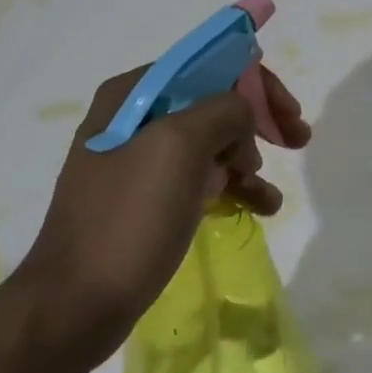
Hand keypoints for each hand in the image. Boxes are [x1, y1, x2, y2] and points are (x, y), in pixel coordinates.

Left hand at [19, 65, 311, 366]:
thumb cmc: (128, 218)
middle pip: (215, 103)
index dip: (256, 84)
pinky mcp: (148, 199)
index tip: (289, 114)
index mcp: (134, 95)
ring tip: (268, 193)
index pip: (209, 66)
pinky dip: (234, 188)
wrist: (74, 306)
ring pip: (213, 144)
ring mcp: (140, 161)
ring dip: (249, 161)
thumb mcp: (179, 147)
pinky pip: (202, 179)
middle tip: (297, 140)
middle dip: (258, 122)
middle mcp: (135, 119)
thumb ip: (223, 110)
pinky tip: (261, 207)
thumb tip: (243, 115)